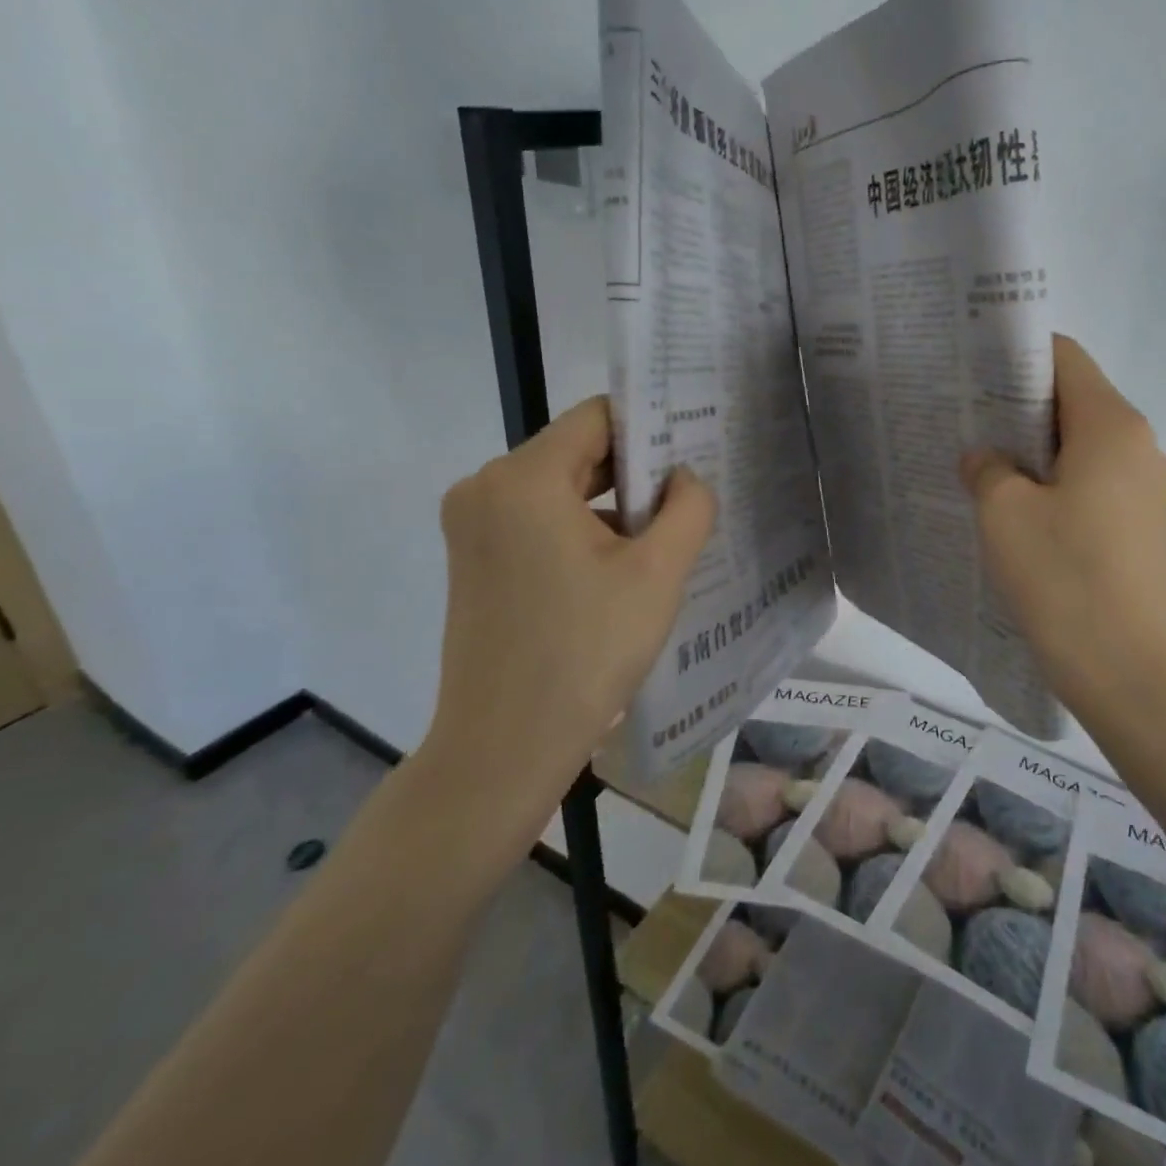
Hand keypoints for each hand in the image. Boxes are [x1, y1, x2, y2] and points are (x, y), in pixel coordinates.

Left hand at [419, 397, 714, 828]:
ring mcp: (472, 526)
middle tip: (690, 495)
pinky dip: (580, 530)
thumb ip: (688, 507)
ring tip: (664, 535)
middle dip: (635, 471)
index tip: (694, 450)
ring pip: (559, 488)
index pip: (597, 418)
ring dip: (611, 505)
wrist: (504, 747)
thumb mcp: (658, 573)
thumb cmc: (586, 652)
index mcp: (523, 479)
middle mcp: (484, 488)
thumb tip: (686, 478)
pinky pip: (537, 521)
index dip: (651, 426)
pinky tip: (620, 568)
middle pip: (576, 452)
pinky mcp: (473, 559)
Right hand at [960, 336, 1165, 717]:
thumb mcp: (1004, 513)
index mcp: (1110, 424)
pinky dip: (1051, 482)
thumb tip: (986, 459)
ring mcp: (1143, 488)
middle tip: (961, 418)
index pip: (1064, 356)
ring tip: (979, 463)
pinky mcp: (1137, 525)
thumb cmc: (1064, 578)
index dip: (1015, 354)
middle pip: (1072, 398)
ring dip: (1031, 448)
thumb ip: (987, 468)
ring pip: (1079, 444)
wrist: (1131, 674)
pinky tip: (1011, 508)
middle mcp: (1136, 444)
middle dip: (1015, 403)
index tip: (968, 371)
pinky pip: (1089, 482)